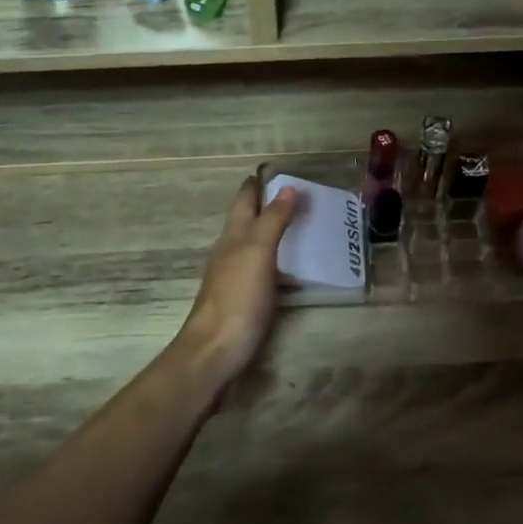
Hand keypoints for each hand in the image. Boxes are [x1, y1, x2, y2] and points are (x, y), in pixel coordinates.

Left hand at [176, 176, 299, 385]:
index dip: (260, 183)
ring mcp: (236, 277)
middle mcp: (231, 251)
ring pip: (256, 245)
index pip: (245, 199)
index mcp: (233, 235)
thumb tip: (287, 187)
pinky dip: (280, 261)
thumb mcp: (257, 253)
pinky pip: (264, 270)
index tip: (284, 171)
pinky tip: (295, 268)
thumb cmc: (237, 298)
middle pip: (249, 220)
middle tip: (305, 197)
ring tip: (307, 227)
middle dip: (271, 205)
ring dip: (276, 233)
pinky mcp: (244, 300)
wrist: (215, 352)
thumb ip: (272, 220)